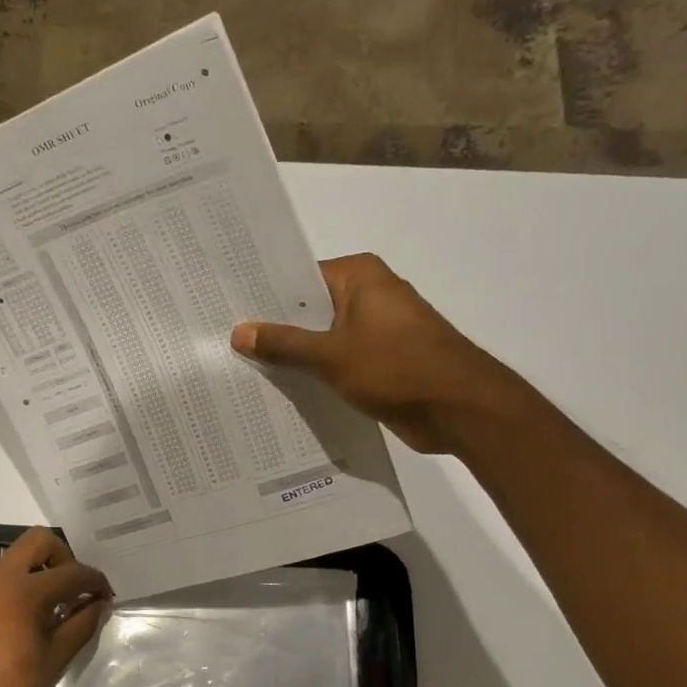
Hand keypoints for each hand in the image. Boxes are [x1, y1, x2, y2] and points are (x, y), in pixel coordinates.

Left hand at [0, 527, 111, 686]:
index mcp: (22, 590)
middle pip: (37, 542)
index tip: (105, 596)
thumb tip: (100, 605)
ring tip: (47, 613)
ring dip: (34, 576)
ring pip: (11, 563)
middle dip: (63, 559)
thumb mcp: (54, 659)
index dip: (94, 581)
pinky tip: (16, 626)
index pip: (70, 572)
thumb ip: (81, 625)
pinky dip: (11, 593)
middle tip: (73, 590)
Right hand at [230, 252, 523, 453]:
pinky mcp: (382, 361)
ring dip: (295, 356)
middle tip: (226, 342)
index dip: (264, 296)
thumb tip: (239, 331)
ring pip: (323, 339)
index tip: (227, 310)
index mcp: (360, 277)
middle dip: (274, 329)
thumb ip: (284, 344)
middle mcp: (369, 296)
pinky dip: (316, 374)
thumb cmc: (396, 367)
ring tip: (244, 368)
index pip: (299, 278)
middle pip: (309, 309)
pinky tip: (282, 390)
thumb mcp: (331, 355)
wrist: (459, 408)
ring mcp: (377, 330)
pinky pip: (338, 362)